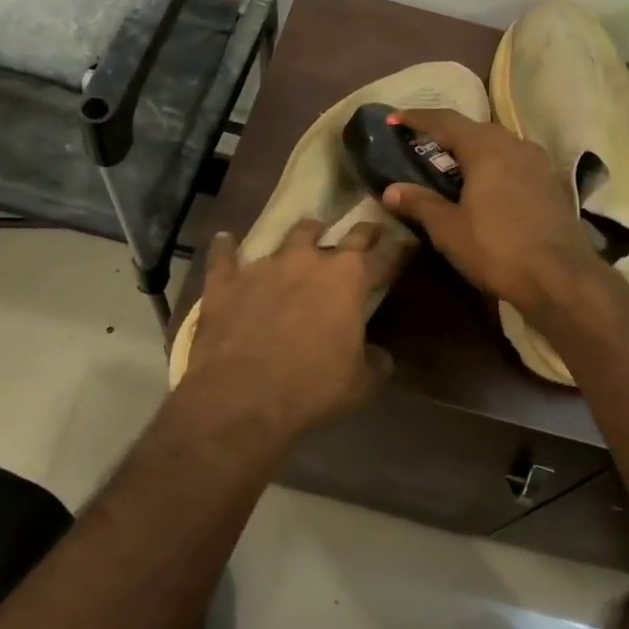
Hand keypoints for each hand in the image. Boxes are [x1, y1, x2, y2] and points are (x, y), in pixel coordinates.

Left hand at [179, 219, 405, 443]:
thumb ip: (375, 363)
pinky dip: (226, 248)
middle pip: (339, 235)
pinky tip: (224, 239)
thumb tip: (381, 356)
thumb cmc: (312, 388)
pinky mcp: (226, 282)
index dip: (396, 248)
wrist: (241, 397)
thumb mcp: (360, 384)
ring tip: (306, 232)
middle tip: (364, 231)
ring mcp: (264, 267)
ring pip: (288, 238)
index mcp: (348, 280)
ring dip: (301, 235)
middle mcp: (308, 261)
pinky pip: (224, 257)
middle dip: (356, 232)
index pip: (382, 256)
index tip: (404, 242)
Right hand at [381, 108, 599, 315]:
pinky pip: (516, 163)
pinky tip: (488, 187)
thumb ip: (420, 204)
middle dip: (447, 134)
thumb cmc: (497, 249)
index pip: (445, 121)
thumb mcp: (449, 230)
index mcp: (486, 148)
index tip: (395, 120)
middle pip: (475, 129)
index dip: (417, 118)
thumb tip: (392, 190)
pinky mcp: (553, 183)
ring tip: (454, 166)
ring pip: (499, 145)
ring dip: (474, 150)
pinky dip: (495, 166)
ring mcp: (539, 163)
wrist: (561, 277)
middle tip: (422, 146)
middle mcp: (515, 144)